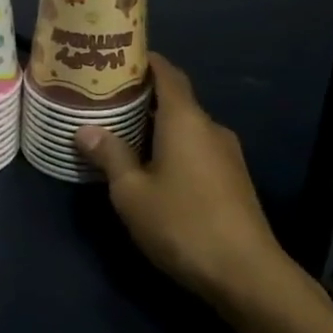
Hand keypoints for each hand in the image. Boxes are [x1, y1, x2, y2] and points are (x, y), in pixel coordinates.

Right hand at [75, 53, 298, 311]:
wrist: (247, 274)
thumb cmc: (182, 224)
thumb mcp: (132, 192)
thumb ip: (110, 155)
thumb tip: (86, 129)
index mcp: (185, 120)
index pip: (167, 73)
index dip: (145, 61)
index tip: (117, 59)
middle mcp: (210, 127)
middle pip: (176, 100)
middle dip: (143, 97)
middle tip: (107, 100)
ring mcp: (227, 154)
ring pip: (186, 127)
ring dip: (157, 126)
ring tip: (122, 133)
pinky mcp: (233, 179)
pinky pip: (197, 149)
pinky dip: (173, 147)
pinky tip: (152, 167)